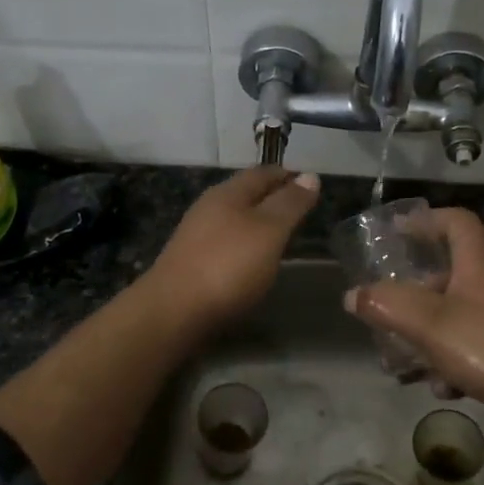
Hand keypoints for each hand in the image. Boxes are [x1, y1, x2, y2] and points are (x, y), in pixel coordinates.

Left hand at [145, 167, 319, 331]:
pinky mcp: (192, 262)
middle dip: (273, 197)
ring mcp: (197, 236)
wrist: (173, 311)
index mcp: (228, 193)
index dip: (287, 175)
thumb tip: (309, 175)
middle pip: (246, 194)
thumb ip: (290, 204)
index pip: (262, 173)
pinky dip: (245, 244)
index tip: (310, 182)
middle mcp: (209, 208)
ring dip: (258, 222)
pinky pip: (226, 243)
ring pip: (235, 219)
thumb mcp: (269, 230)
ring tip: (282, 234)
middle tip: (300, 208)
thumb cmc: (227, 265)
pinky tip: (254, 260)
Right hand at [343, 207, 483, 441]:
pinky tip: (440, 388)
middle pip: (448, 274)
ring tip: (400, 361)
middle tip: (386, 309)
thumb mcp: (429, 323)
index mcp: (478, 264)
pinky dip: (449, 364)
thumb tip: (353, 295)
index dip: (426, 220)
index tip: (396, 232)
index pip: (456, 221)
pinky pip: (470, 350)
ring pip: (454, 317)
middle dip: (413, 293)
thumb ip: (387, 305)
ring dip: (425, 336)